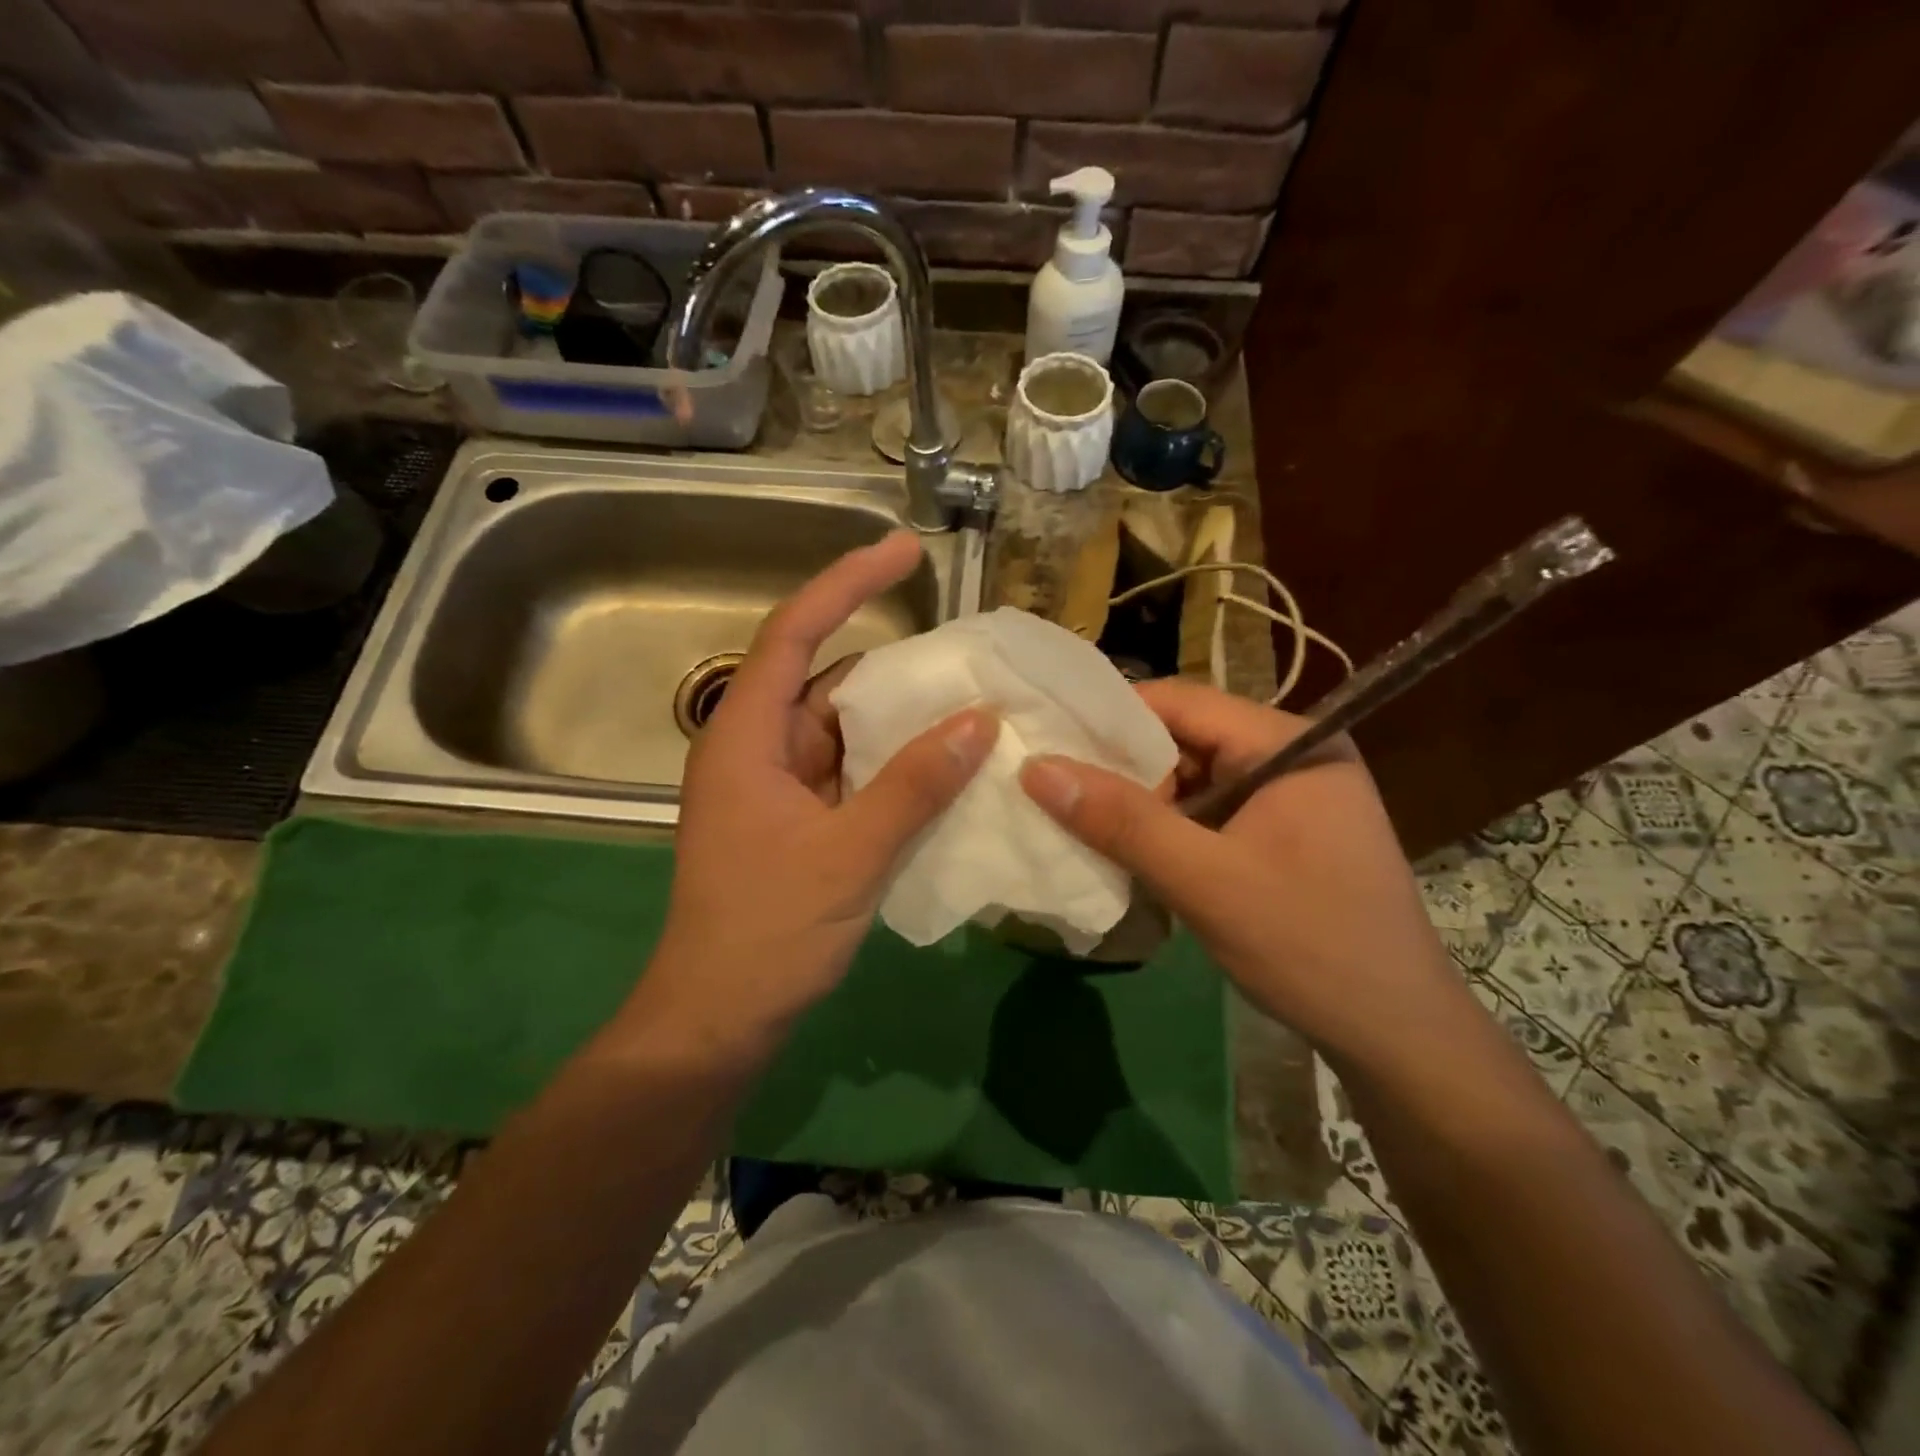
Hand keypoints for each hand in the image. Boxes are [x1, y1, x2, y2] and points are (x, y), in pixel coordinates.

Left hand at [641, 531, 994, 1049]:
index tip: (905, 550)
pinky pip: (851, 769)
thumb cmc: (768, 931)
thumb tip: (979, 721)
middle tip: (964, 650)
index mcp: (747, 736)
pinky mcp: (797, 817)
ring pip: (845, 728)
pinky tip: (943, 763)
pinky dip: (894, 762)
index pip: (796, 632)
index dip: (848, 582)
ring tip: (970, 701)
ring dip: (900, 718)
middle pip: (827, 677)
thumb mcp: (851, 855)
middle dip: (894, 661)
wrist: (721, 1017)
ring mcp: (777, 784)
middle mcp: (758, 746)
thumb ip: (915, 785)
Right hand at [1019, 678, 1464, 1071]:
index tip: (1046, 740)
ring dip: (1141, 802)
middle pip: (1185, 738)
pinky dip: (1168, 829)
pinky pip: (1211, 812)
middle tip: (1051, 786)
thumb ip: (1122, 822)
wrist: (1399, 1037)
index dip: (1107, 718)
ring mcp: (1291, 795)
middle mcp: (1292, 754)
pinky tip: (1129, 851)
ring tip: (1078, 820)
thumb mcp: (1206, 881)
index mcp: (1289, 743)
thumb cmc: (1310, 947)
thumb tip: (1036, 768)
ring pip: (1194, 778)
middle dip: (1120, 766)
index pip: (1180, 702)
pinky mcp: (1285, 833)